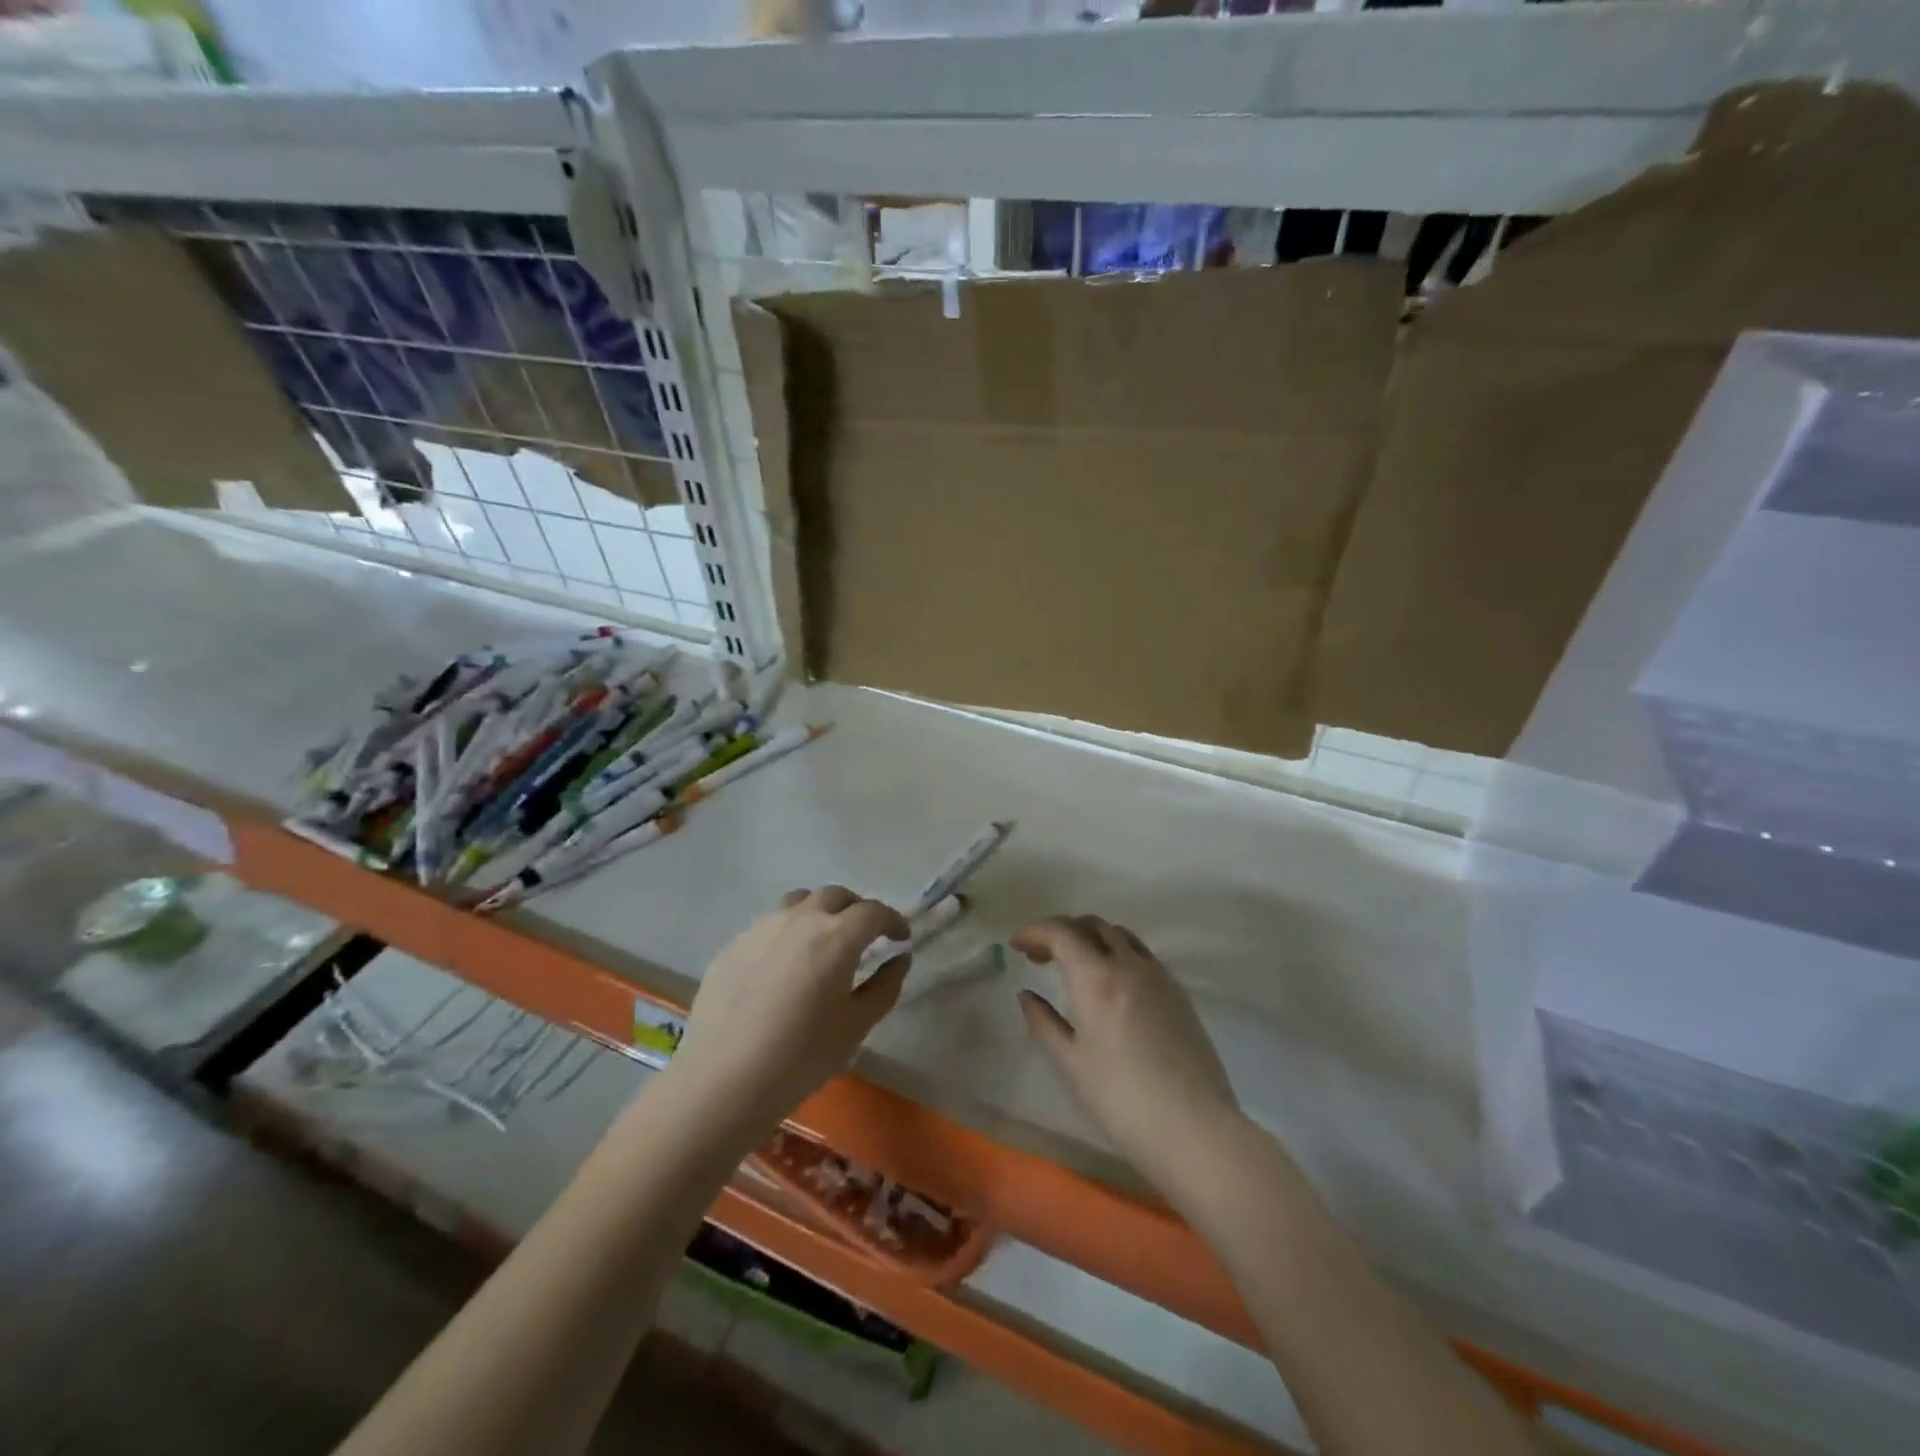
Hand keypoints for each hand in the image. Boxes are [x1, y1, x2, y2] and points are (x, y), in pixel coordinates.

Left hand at [672, 886, 910, 1130]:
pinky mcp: (732, 945)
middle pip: (836, 896)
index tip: (900, 938)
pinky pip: (769, 925)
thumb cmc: (802, 1056)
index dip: (892, 921)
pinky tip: (783, 967)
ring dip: (819, 912)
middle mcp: (800, 918)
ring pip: (799, 902)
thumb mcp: (857, 1026)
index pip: (874, 911)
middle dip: (856, 910)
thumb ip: (885, 986)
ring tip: (822, 942)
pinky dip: (787, 933)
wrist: (724, 1079)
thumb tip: (898, 959)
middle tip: (864, 936)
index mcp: (837, 935)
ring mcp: (761, 928)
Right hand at [1015, 915, 1240, 1191]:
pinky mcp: (1179, 994)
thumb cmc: (1121, 1100)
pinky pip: (1142, 955)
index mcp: (1097, 977)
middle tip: (1041, 956)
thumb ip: (1044, 1022)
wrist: (1195, 1129)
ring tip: (1076, 965)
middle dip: (1063, 931)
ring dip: (1093, 938)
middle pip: (1093, 925)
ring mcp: (1159, 976)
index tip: (1016, 944)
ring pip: (1121, 935)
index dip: (1035, 931)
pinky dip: (1118, 953)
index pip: (1061, 932)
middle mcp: (1129, 964)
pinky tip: (1112, 984)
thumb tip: (1027, 995)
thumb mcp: (1072, 1064)